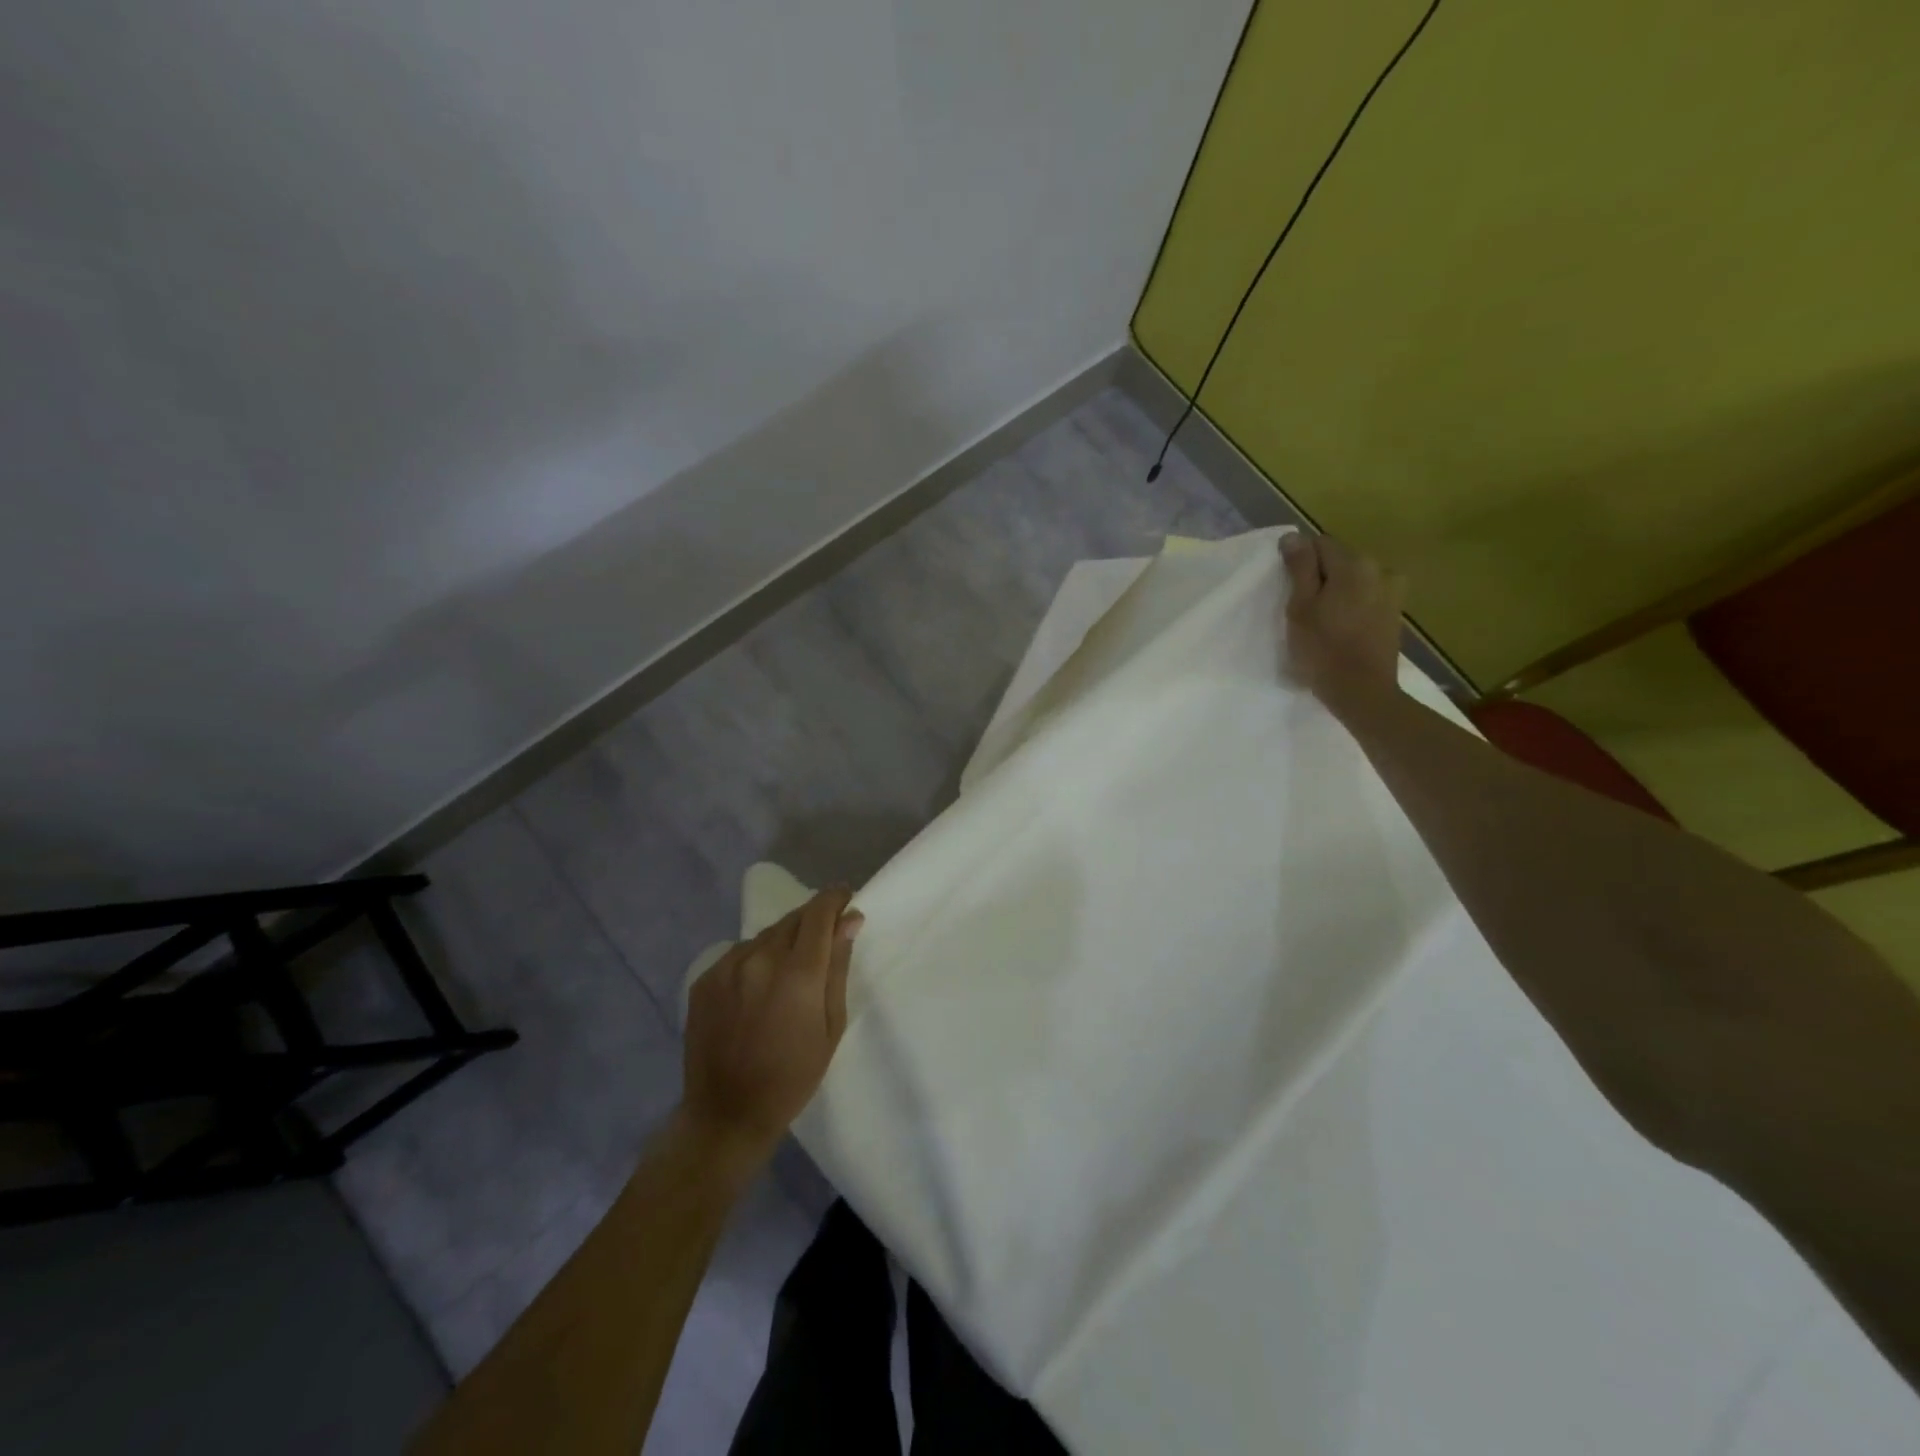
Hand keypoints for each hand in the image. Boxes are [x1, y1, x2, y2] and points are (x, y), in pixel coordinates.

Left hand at [680, 887, 862, 1169]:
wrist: (726, 1113)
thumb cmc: (793, 1076)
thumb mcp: (831, 1025)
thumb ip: (838, 966)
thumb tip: (850, 919)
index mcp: (798, 973)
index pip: (819, 913)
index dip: (835, 898)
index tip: (846, 899)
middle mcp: (760, 959)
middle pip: (793, 919)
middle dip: (813, 920)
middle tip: (823, 939)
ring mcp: (727, 967)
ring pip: (766, 935)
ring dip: (783, 941)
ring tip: (788, 971)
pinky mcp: (704, 979)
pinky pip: (739, 954)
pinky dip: (755, 959)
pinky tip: (758, 988)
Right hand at [1279, 531, 1406, 717]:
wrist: (1362, 692)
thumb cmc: (1323, 650)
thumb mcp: (1300, 608)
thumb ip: (1300, 569)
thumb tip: (1293, 536)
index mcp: (1353, 565)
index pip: (1319, 544)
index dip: (1300, 563)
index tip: (1289, 588)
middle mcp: (1379, 569)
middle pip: (1339, 561)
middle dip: (1320, 577)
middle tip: (1302, 608)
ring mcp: (1392, 591)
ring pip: (1354, 580)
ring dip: (1338, 592)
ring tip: (1324, 620)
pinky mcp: (1395, 613)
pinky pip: (1367, 597)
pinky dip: (1353, 606)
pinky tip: (1342, 629)